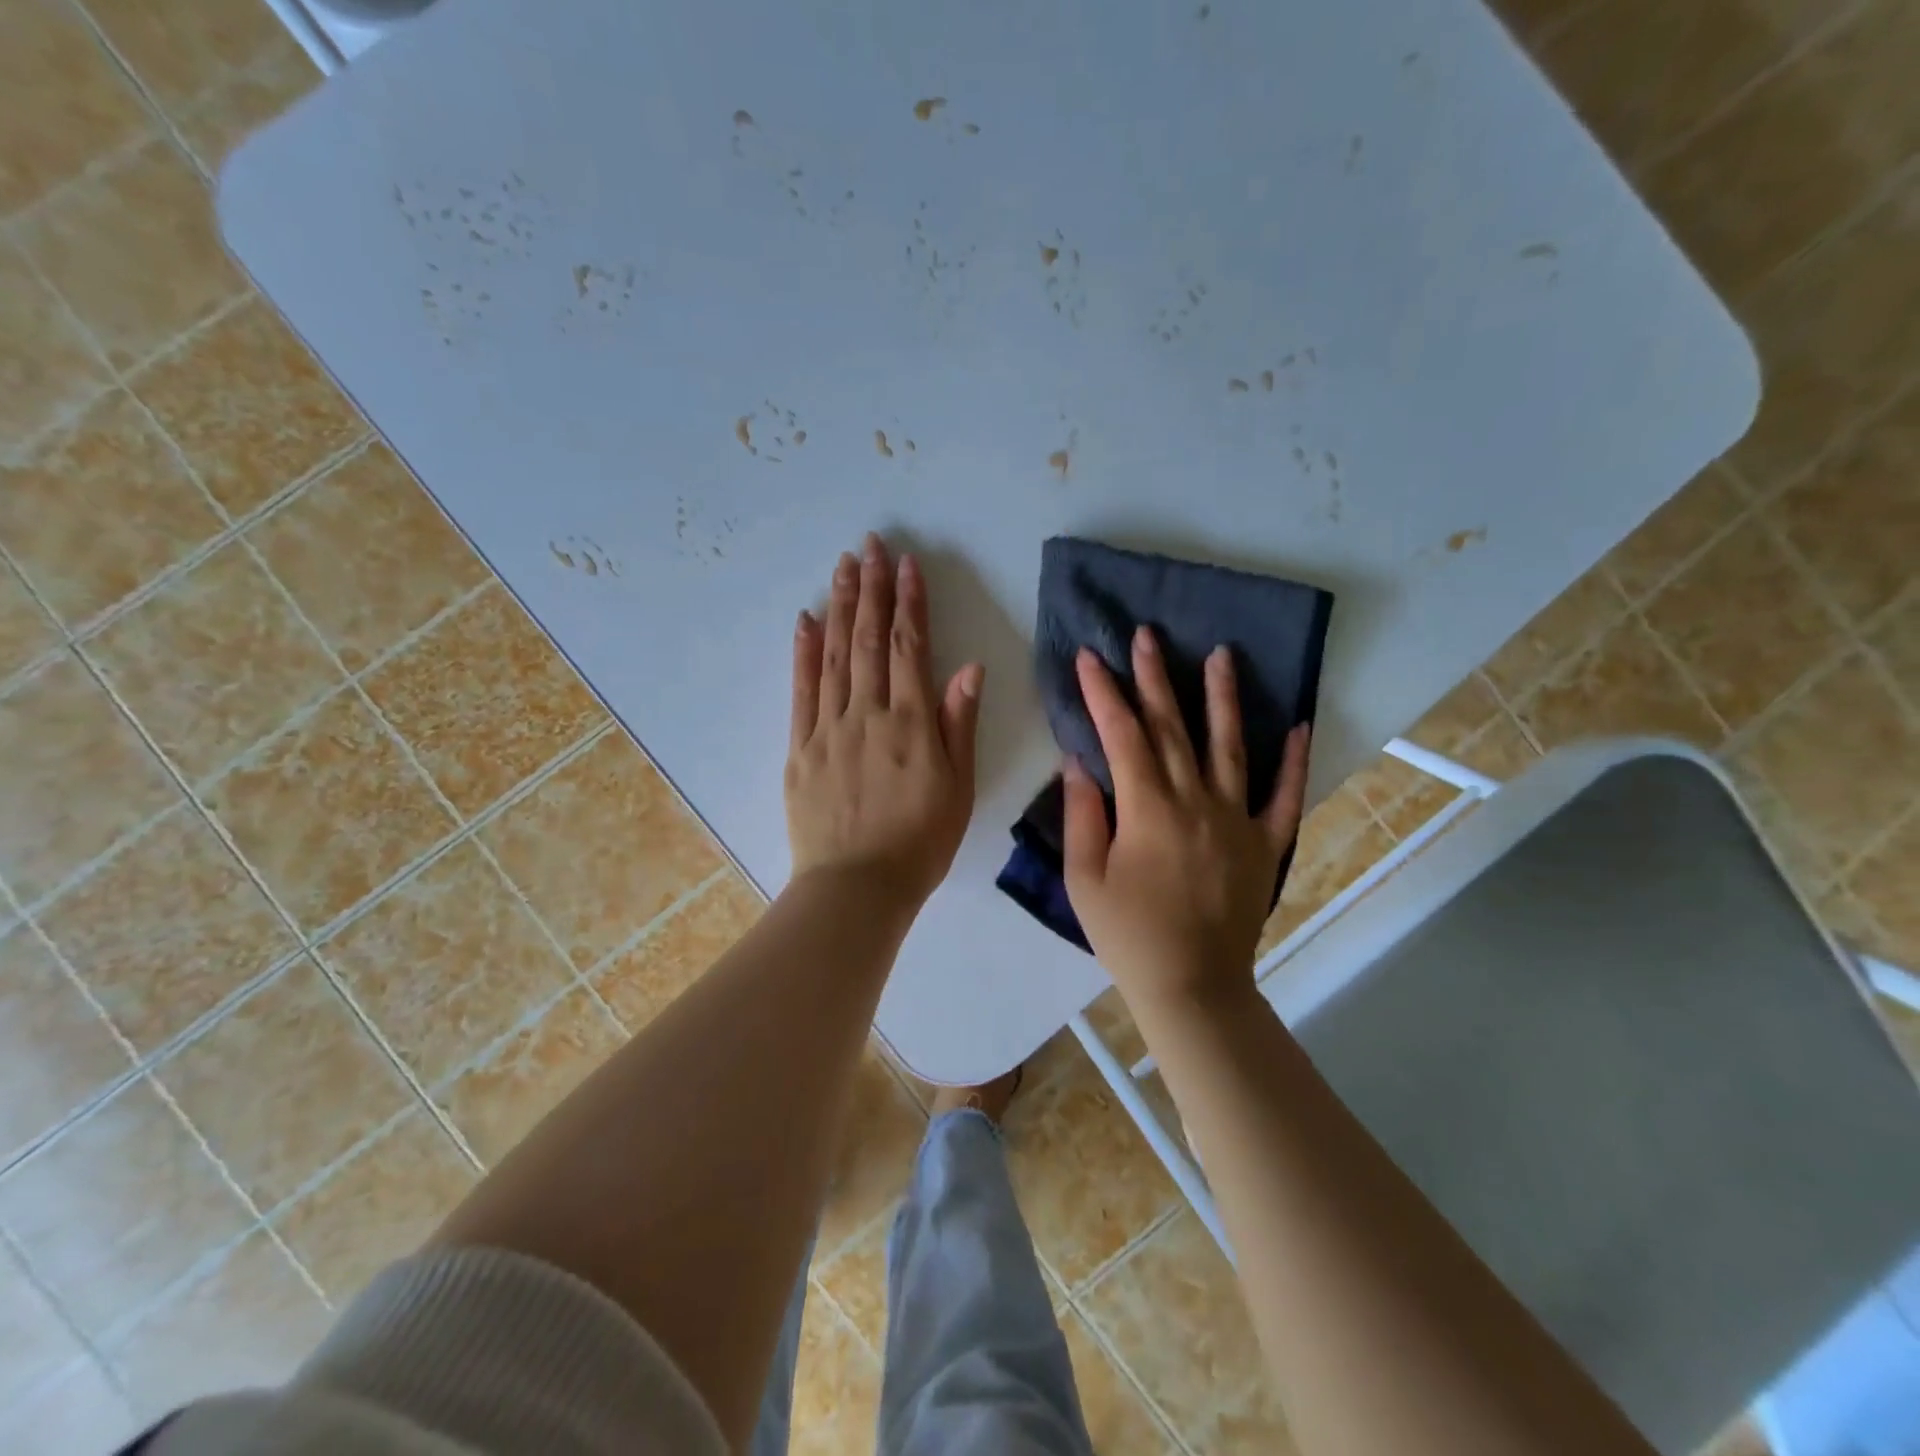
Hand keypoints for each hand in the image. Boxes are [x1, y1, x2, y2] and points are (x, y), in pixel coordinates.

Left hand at [786, 534, 984, 910]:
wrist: (856, 888)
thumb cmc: (919, 843)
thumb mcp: (958, 788)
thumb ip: (959, 724)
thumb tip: (969, 668)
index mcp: (911, 724)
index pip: (910, 648)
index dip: (909, 602)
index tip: (908, 564)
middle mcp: (867, 714)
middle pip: (868, 640)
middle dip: (871, 589)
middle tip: (871, 546)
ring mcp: (828, 729)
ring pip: (834, 656)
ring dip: (839, 607)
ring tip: (843, 567)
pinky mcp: (799, 748)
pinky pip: (800, 691)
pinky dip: (802, 653)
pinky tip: (804, 621)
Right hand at [1063, 627, 1309, 1007]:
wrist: (1192, 986)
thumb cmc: (1128, 935)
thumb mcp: (1084, 878)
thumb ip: (1081, 814)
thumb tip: (1077, 760)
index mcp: (1148, 809)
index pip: (1122, 735)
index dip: (1103, 693)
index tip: (1089, 657)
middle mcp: (1196, 801)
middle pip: (1173, 727)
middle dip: (1155, 677)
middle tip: (1147, 634)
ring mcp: (1237, 820)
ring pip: (1230, 746)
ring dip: (1222, 697)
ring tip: (1221, 654)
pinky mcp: (1266, 843)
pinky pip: (1283, 795)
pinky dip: (1293, 760)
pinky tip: (1297, 724)